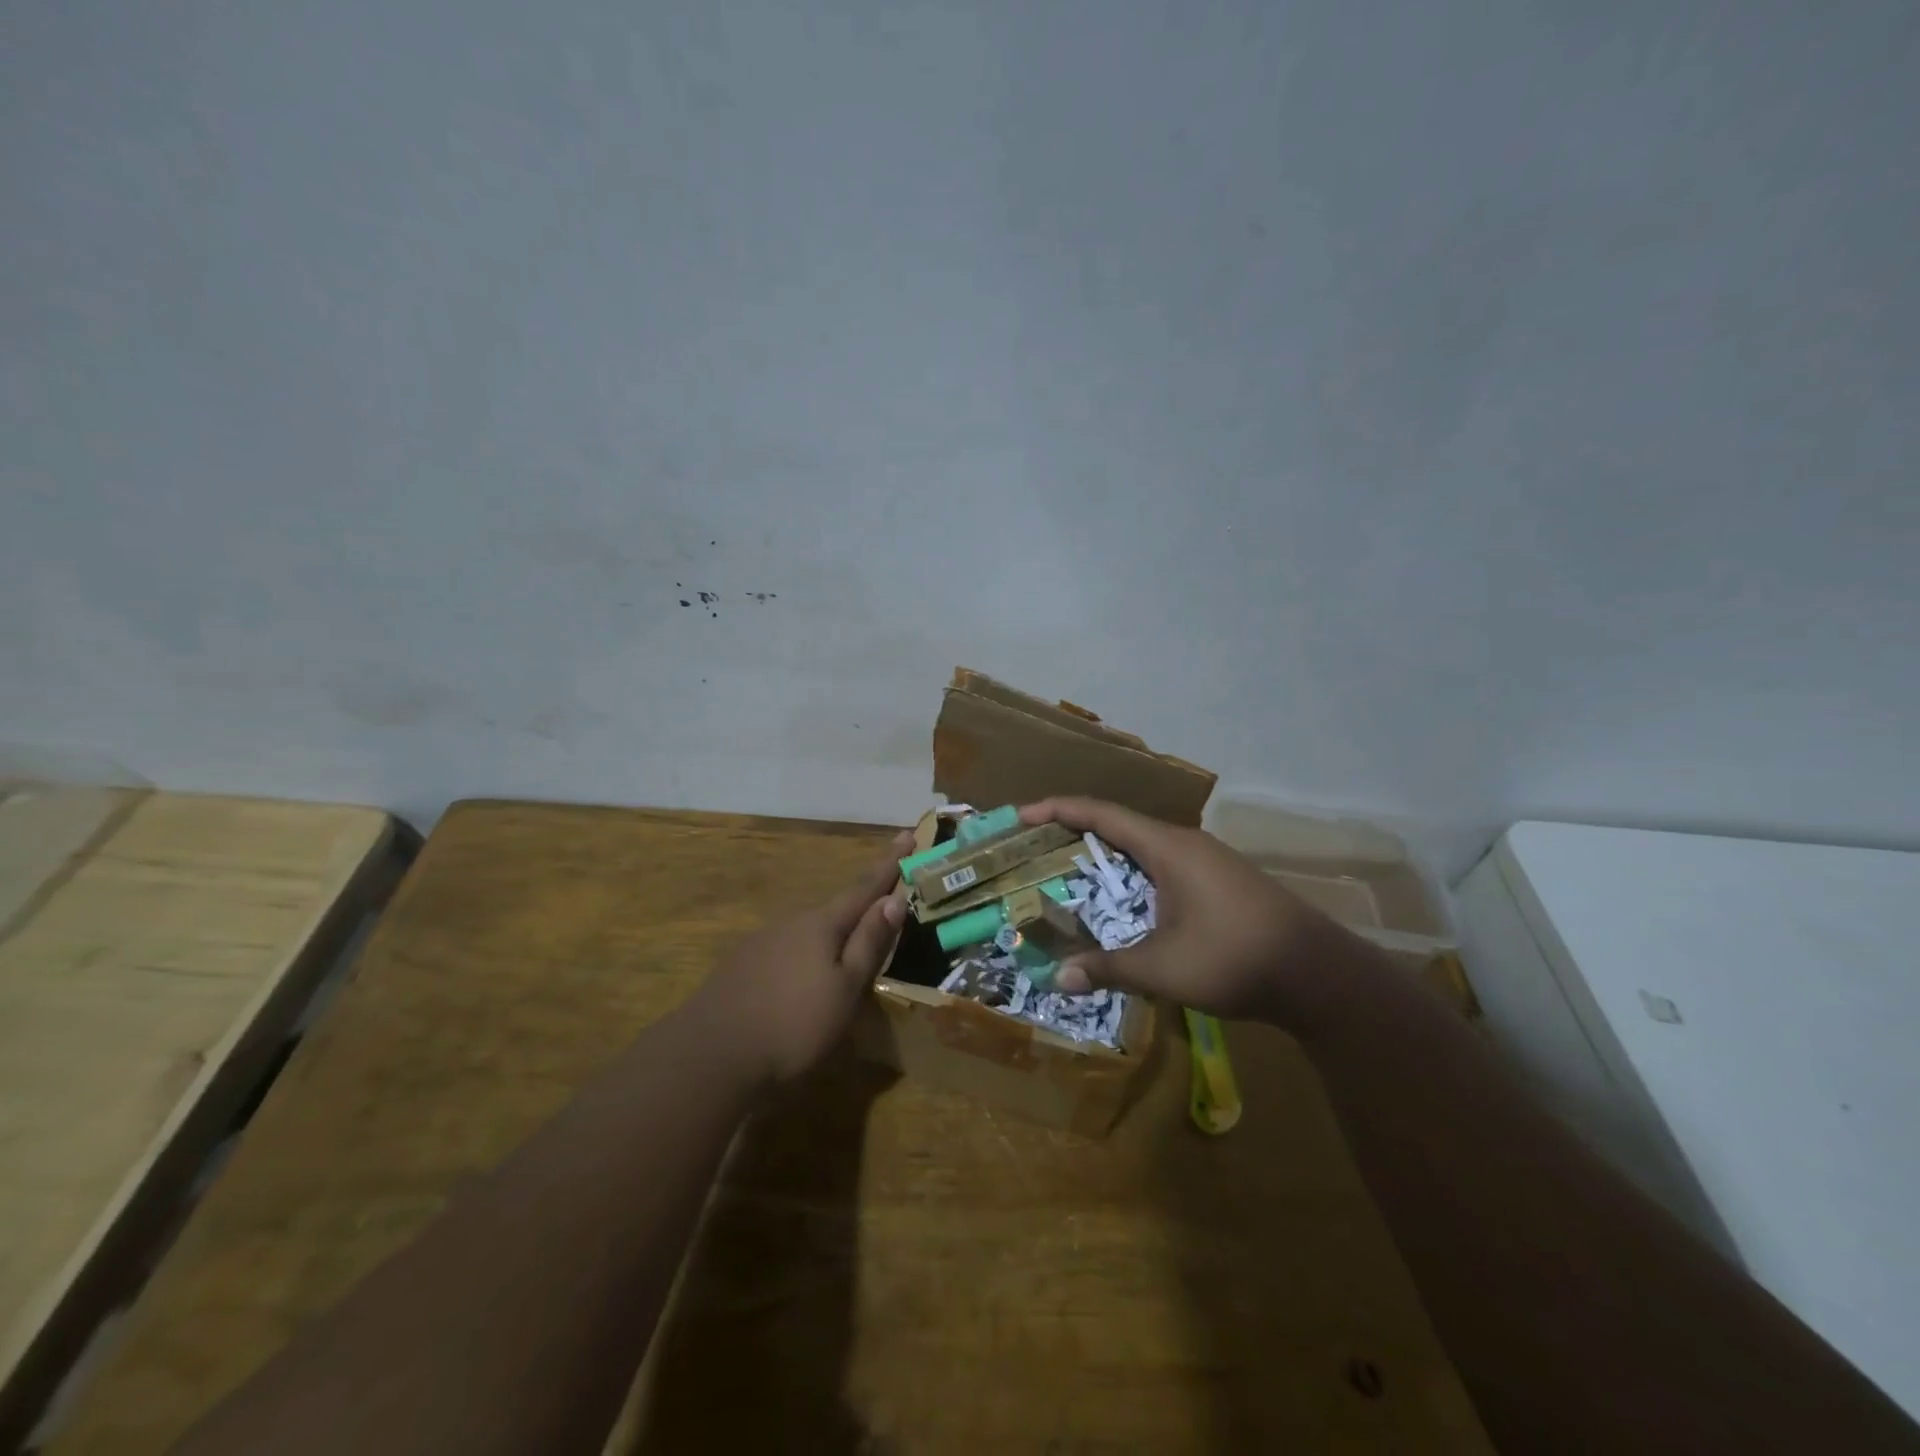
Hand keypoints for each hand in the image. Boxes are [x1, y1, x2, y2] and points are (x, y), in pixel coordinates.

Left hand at [688, 831, 912, 1085]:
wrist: (711, 1054)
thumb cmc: (793, 1023)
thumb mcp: (845, 988)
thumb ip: (869, 942)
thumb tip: (894, 898)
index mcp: (822, 924)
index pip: (865, 886)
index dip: (889, 863)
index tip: (907, 834)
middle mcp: (792, 921)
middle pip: (836, 907)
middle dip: (862, 901)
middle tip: (885, 895)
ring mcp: (762, 940)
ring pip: (809, 929)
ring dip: (832, 931)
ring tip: (846, 947)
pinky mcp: (742, 963)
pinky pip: (786, 947)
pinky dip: (804, 952)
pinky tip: (801, 974)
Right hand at [1019, 798, 1341, 1023]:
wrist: (1320, 975)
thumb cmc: (1236, 958)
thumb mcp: (1164, 968)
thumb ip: (1108, 969)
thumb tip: (1059, 978)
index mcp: (1168, 847)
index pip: (1101, 814)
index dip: (1057, 810)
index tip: (1021, 816)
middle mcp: (1185, 844)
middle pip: (1118, 826)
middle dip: (1073, 835)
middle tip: (1033, 852)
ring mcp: (1206, 862)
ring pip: (1141, 848)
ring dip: (1103, 858)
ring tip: (1067, 876)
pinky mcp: (1218, 883)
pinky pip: (1160, 866)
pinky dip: (1129, 876)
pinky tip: (1120, 904)